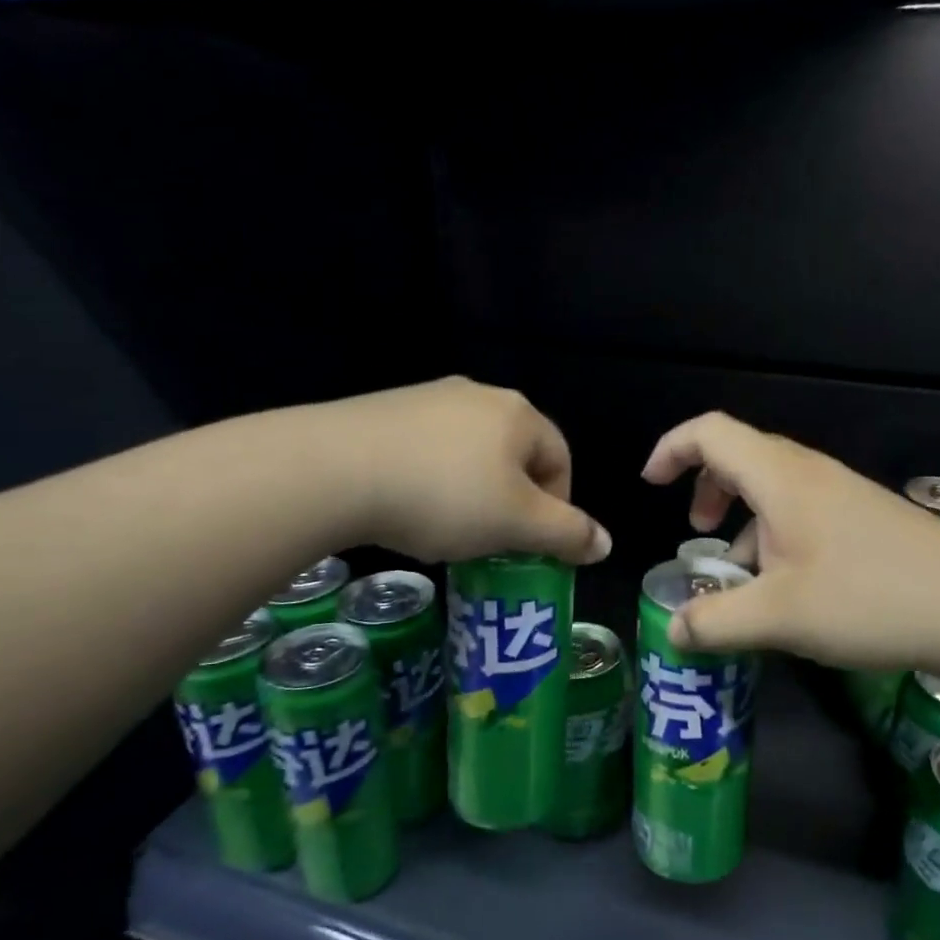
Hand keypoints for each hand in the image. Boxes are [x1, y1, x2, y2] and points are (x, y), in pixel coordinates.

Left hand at [328, 377, 610, 565]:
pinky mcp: (384, 410)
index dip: (558, 506)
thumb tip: (605, 544)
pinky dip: (429, 480)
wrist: (335, 469)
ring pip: (468, 453)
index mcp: (518, 414)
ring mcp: (427, 398)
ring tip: (447, 529)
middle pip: (514, 455)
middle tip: (493, 541)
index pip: (560, 458)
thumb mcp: (517, 524)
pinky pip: (426, 450)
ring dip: (471, 492)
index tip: (533, 544)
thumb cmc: (445, 496)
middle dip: (512, 500)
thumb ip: (567, 534)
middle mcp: (478, 395)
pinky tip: (408, 507)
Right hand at [641, 412, 939, 668]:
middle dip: (706, 489)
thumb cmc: (868, 597)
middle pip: (739, 455)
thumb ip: (716, 622)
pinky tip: (787, 587)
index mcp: (779, 477)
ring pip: (772, 487)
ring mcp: (841, 493)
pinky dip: (774, 534)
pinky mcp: (864, 518)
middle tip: (697, 535)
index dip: (671, 449)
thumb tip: (674, 632)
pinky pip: (801, 510)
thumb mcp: (778, 617)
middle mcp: (808, 473)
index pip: (709, 433)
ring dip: (742, 519)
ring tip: (739, 573)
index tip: (651, 485)